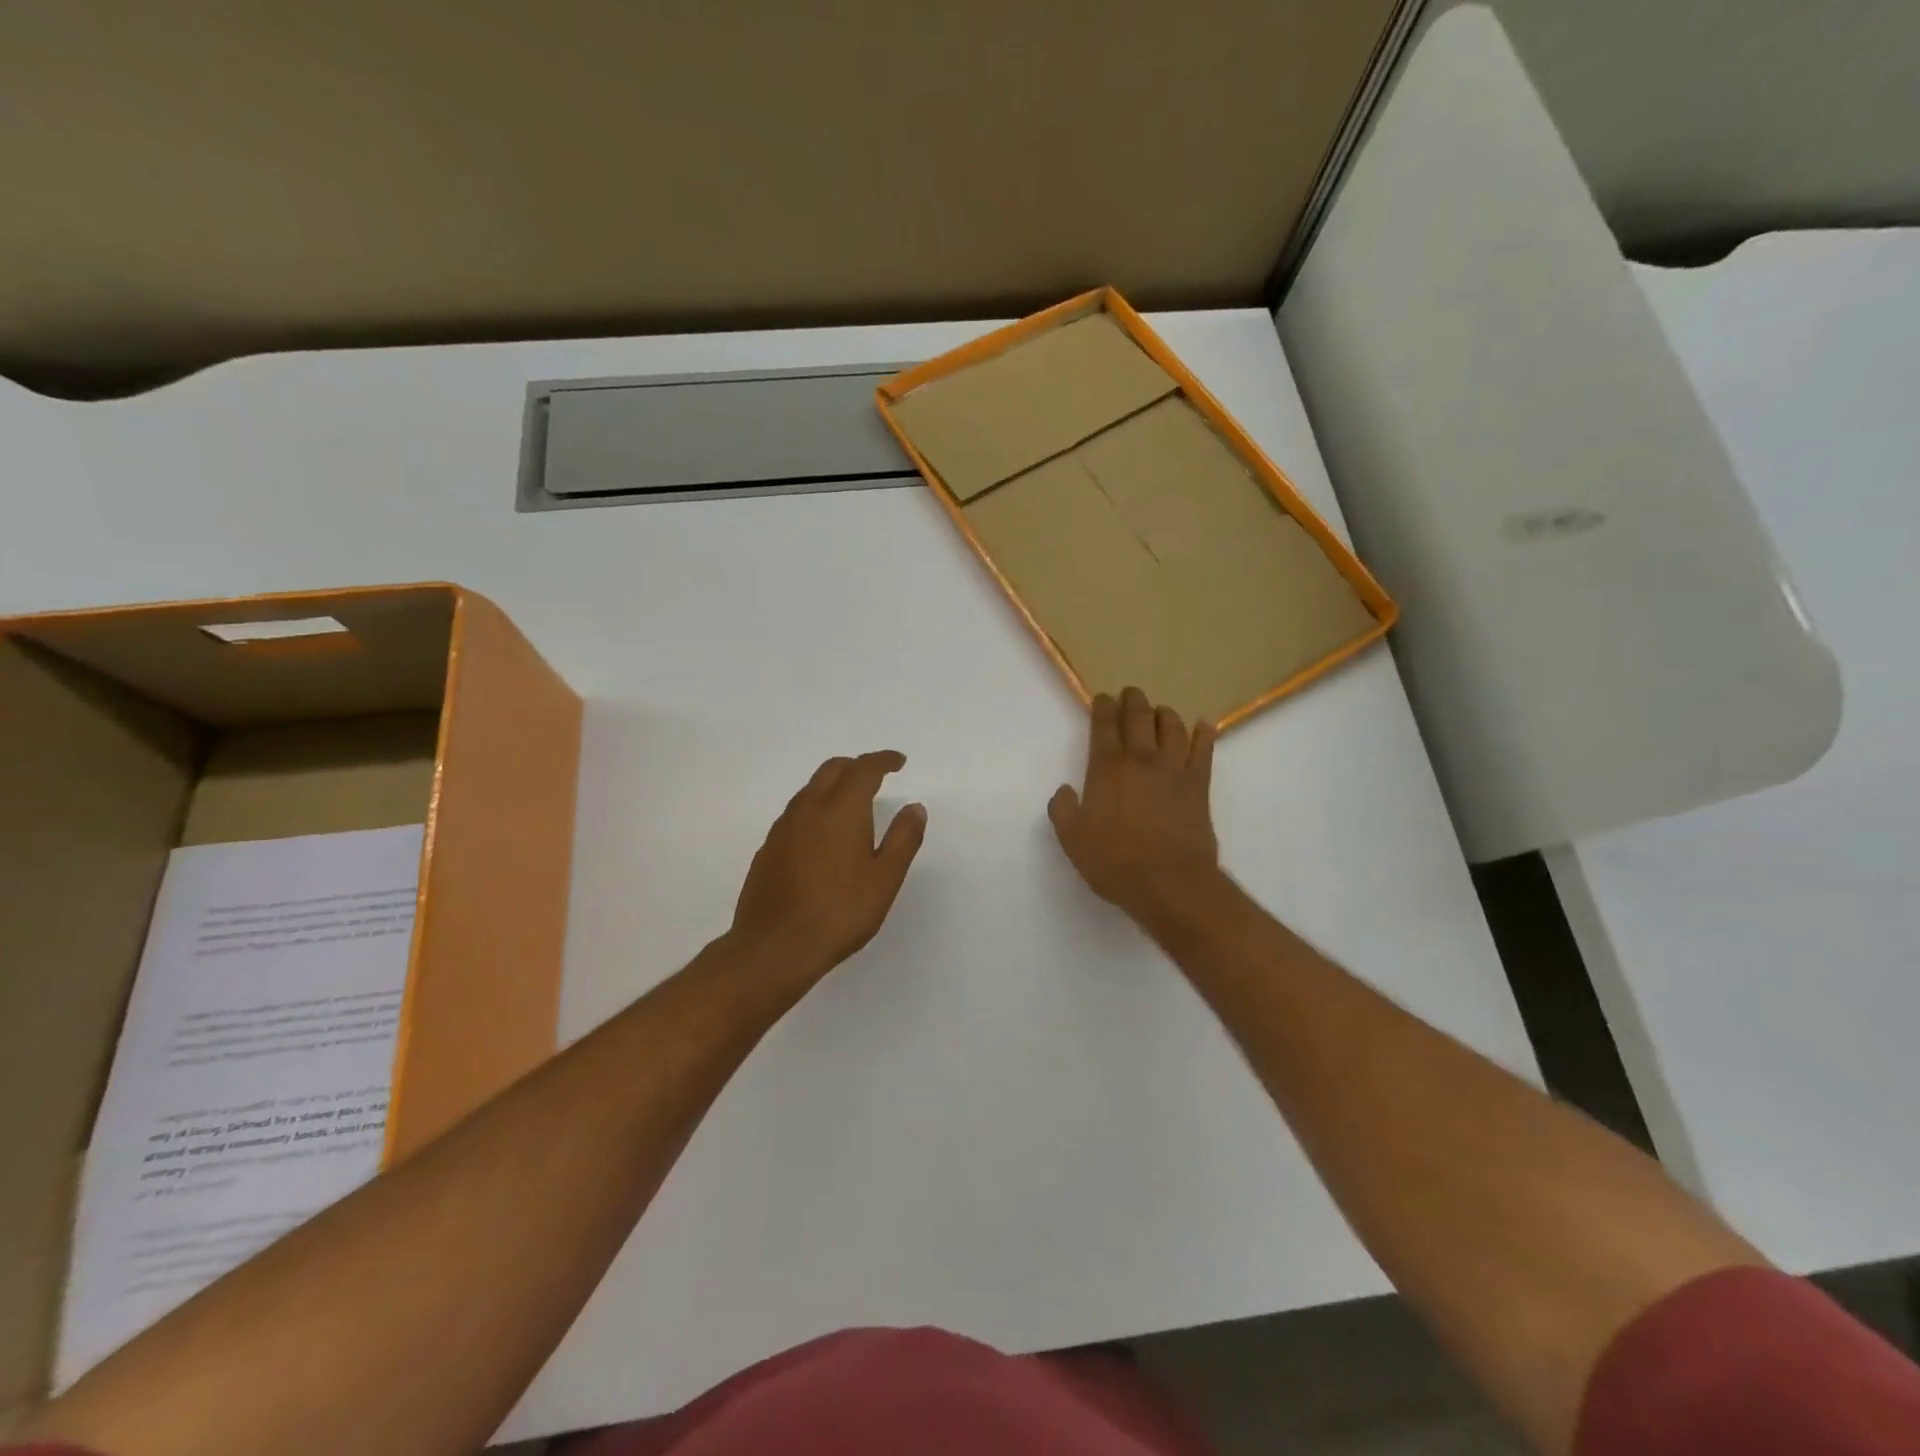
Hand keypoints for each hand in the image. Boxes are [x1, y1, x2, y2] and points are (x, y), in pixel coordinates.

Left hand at [729, 750, 927, 986]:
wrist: (774, 947)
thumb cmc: (839, 912)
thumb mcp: (885, 878)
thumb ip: (903, 839)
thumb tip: (914, 807)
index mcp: (841, 809)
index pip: (864, 769)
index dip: (883, 761)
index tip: (898, 762)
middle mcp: (808, 809)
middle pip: (832, 770)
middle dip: (856, 766)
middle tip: (876, 777)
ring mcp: (783, 828)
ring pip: (810, 790)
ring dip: (833, 785)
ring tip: (852, 805)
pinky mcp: (768, 849)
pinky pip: (795, 813)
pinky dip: (815, 809)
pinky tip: (822, 836)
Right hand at [1049, 688, 1219, 920]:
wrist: (1169, 882)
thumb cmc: (1114, 861)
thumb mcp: (1072, 839)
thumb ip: (1063, 809)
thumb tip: (1066, 791)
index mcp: (1107, 767)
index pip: (1103, 725)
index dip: (1102, 707)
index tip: (1102, 699)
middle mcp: (1141, 759)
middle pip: (1139, 716)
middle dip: (1133, 700)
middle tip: (1130, 694)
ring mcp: (1174, 769)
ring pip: (1172, 727)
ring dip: (1164, 713)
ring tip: (1160, 711)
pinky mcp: (1199, 784)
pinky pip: (1204, 750)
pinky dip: (1204, 734)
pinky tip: (1203, 725)